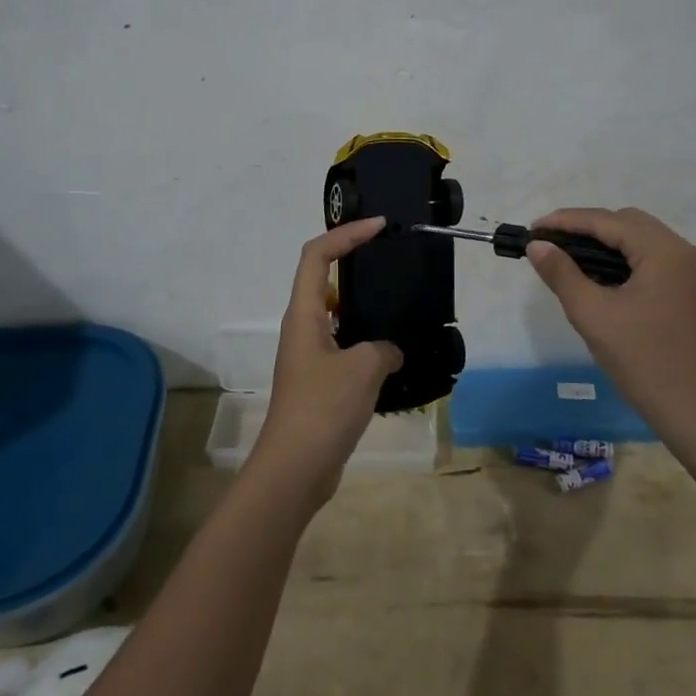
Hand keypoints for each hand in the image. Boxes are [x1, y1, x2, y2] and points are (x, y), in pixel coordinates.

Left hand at [253, 217, 402, 507]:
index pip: (317, 255)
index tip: (378, 227)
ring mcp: (310, 355)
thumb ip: (384, 347)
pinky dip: (368, 341)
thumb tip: (390, 351)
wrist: (296, 468)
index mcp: (304, 314)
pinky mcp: (320, 381)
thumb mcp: (364, 368)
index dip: (345, 234)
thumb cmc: (323, 408)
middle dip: (355, 263)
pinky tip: (396, 353)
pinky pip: (345, 345)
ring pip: (337, 315)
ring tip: (400, 302)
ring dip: (364, 305)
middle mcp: (302, 328)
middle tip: (392, 260)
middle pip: (324, 279)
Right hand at [526, 207, 695, 434]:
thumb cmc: (645, 361)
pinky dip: (621, 261)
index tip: (532, 230)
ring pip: (639, 242)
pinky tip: (597, 279)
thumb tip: (537, 246)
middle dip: (585, 229)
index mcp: (664, 251)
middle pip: (627, 223)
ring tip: (566, 260)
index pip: (608, 221)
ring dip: (603, 245)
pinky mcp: (689, 292)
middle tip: (549, 245)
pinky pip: (649, 261)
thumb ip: (562, 274)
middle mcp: (683, 252)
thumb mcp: (594, 315)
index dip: (566, 221)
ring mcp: (690, 273)